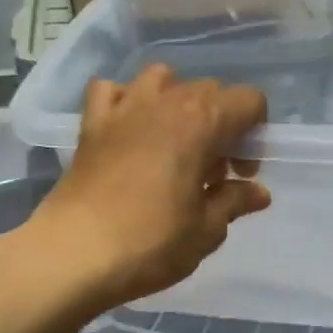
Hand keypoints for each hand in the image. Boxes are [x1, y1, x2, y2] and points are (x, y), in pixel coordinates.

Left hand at [25, 64, 271, 315]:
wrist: (74, 254)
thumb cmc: (151, 242)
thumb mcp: (206, 230)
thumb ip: (235, 202)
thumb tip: (258, 193)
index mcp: (202, 122)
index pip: (249, 101)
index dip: (255, 133)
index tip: (243, 171)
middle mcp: (165, 102)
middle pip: (209, 90)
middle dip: (222, 123)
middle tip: (214, 171)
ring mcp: (123, 108)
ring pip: (162, 79)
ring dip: (177, 102)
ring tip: (174, 141)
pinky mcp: (91, 124)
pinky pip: (111, 90)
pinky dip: (125, 100)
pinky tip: (129, 129)